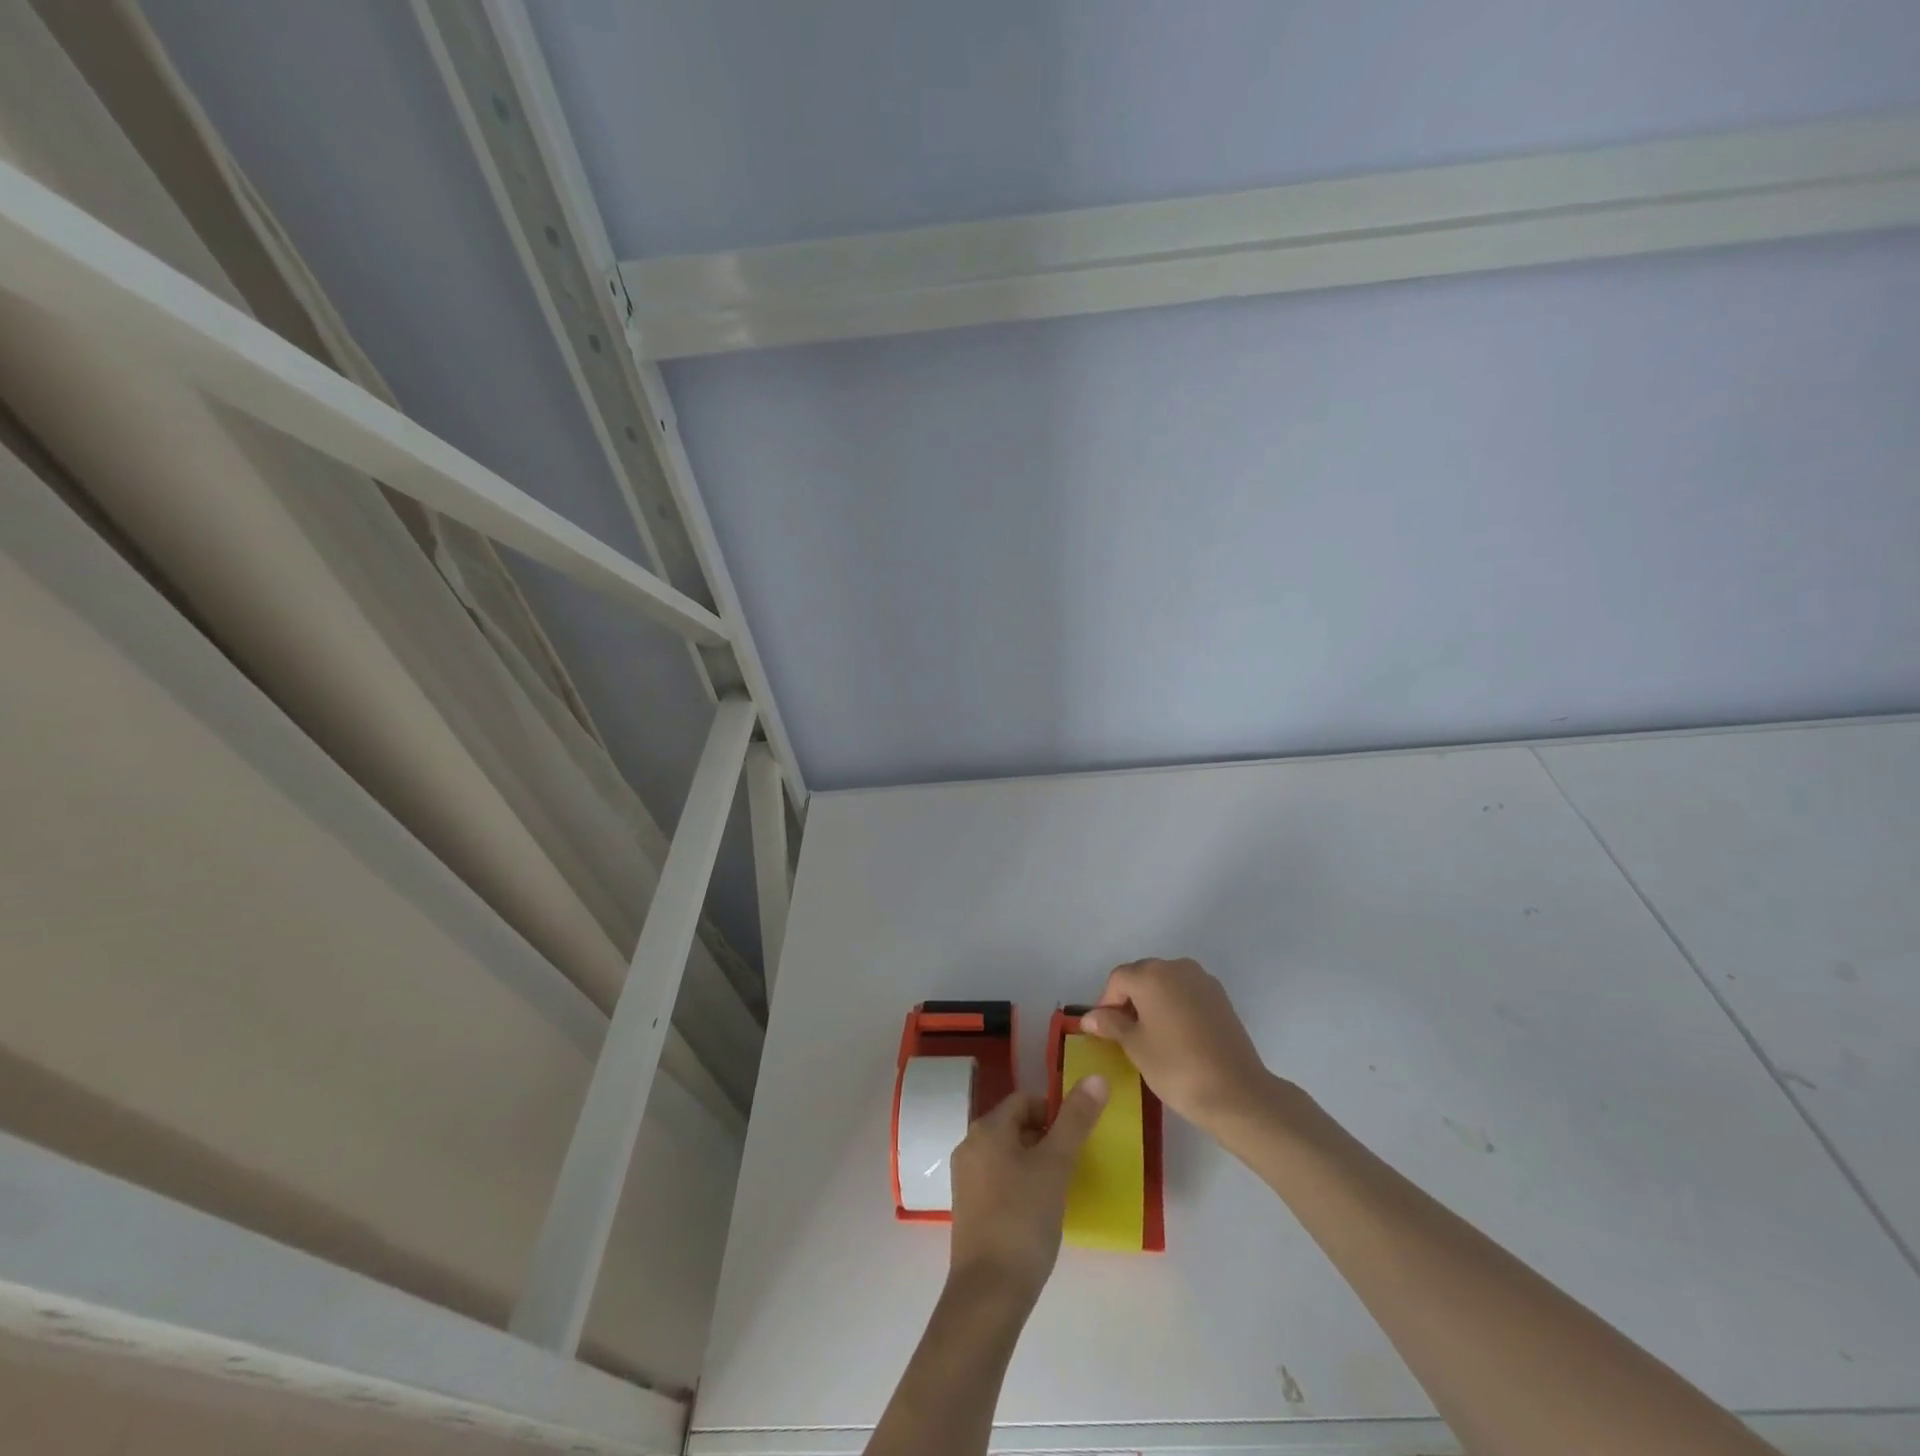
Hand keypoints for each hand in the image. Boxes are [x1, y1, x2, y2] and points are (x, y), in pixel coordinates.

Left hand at [947, 1081, 1108, 1306]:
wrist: (988, 1293)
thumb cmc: (1023, 1219)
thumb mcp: (1056, 1165)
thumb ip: (1075, 1120)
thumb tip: (1096, 1076)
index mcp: (987, 1128)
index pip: (1025, 1100)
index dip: (1054, 1111)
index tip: (1077, 1137)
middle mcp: (970, 1145)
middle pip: (1014, 1125)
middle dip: (1046, 1138)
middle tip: (1073, 1164)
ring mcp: (965, 1178)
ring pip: (1007, 1154)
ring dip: (1034, 1162)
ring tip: (1060, 1188)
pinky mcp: (968, 1209)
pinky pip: (998, 1180)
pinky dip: (1020, 1184)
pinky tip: (1038, 1212)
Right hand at [1080, 958, 1276, 1133]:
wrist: (1237, 1093)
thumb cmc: (1176, 1067)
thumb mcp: (1135, 1047)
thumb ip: (1111, 1025)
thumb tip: (1090, 1017)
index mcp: (1151, 974)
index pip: (1117, 979)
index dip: (1106, 1003)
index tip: (1105, 1031)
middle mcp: (1176, 967)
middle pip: (1142, 976)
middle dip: (1129, 1000)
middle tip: (1125, 1034)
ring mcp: (1203, 980)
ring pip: (1166, 984)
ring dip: (1153, 1002)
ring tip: (1152, 1036)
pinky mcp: (1221, 997)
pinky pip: (1187, 994)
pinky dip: (1176, 1007)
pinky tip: (1177, 1036)